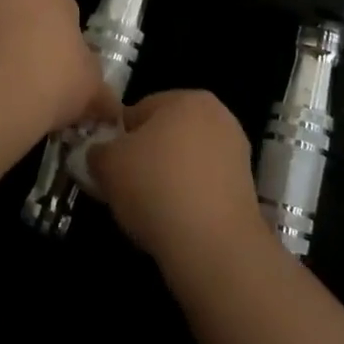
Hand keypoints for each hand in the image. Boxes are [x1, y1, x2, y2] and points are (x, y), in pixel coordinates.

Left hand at [0, 0, 110, 140]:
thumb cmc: (53, 76)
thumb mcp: (92, 86)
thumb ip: (101, 91)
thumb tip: (109, 107)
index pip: (68, 11)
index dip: (72, 45)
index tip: (71, 74)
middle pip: (32, 20)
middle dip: (39, 49)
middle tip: (49, 87)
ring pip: (3, 36)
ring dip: (11, 61)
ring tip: (21, 99)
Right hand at [88, 89, 267, 270]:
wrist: (213, 245)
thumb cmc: (155, 187)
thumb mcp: (107, 163)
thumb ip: (98, 150)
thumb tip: (100, 153)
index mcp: (186, 98)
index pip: (138, 111)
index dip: (118, 139)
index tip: (109, 167)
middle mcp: (218, 116)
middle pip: (165, 134)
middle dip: (145, 157)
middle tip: (126, 188)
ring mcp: (237, 152)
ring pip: (185, 161)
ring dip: (167, 179)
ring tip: (149, 210)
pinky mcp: (246, 188)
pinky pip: (203, 185)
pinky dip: (188, 198)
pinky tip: (174, 221)